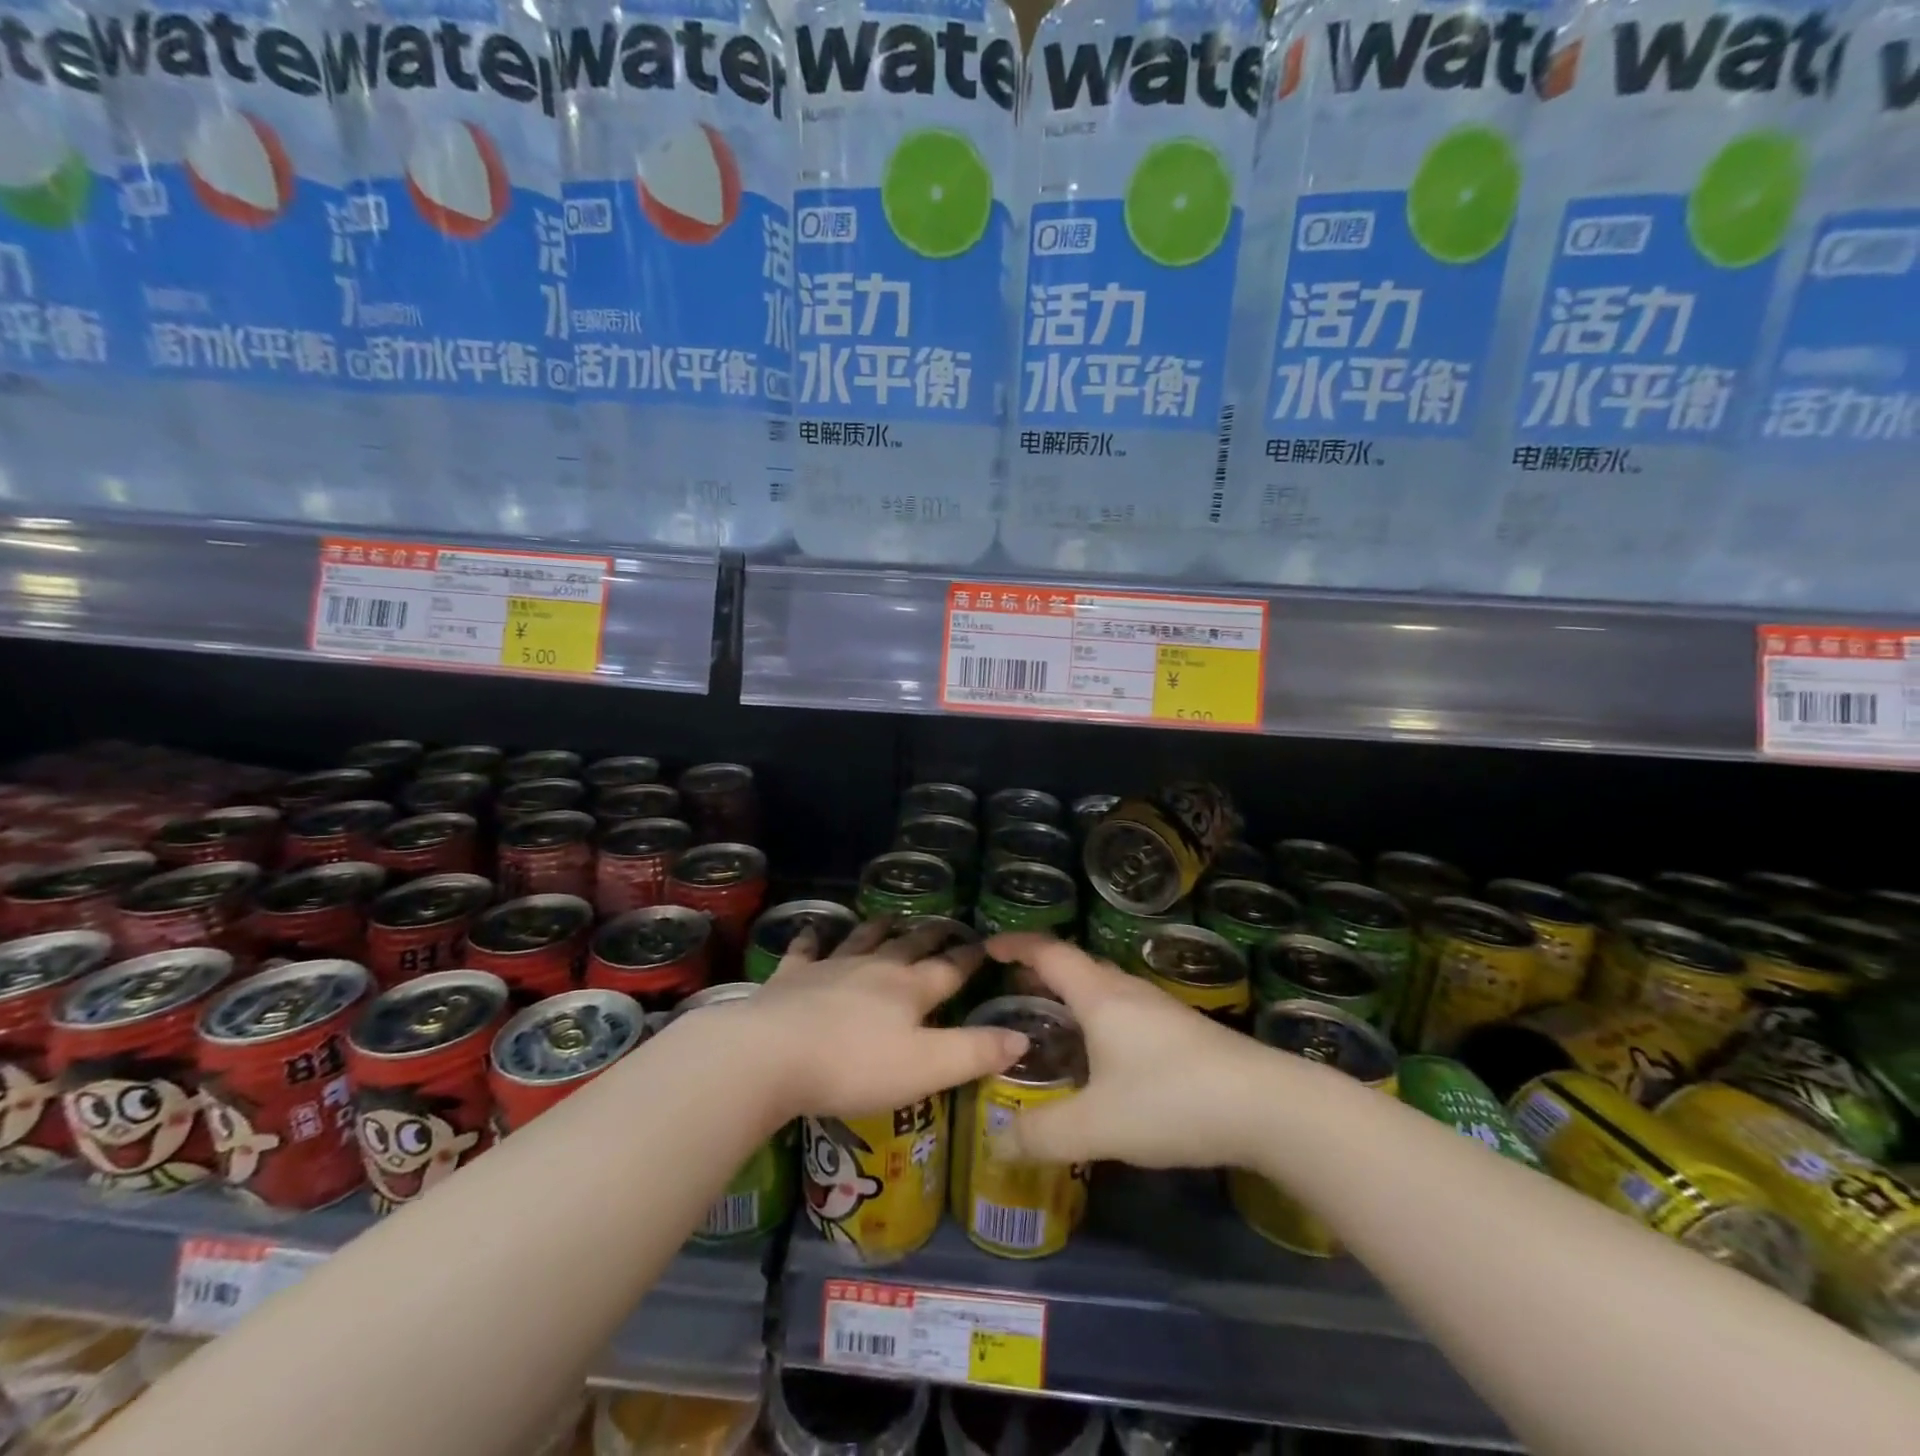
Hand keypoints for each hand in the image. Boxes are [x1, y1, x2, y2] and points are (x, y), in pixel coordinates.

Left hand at [735, 918, 1026, 1120]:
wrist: (772, 1054)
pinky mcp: (791, 977)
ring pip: (862, 939)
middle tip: (943, 924)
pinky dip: (812, 940)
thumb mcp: (927, 1068)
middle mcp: (874, 968)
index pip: (950, 968)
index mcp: (910, 990)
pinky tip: (812, 932)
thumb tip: (1023, 1037)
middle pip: (908, 946)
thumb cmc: (855, 1066)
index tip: (986, 943)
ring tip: (890, 917)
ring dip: (879, 928)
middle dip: (929, 936)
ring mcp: (830, 968)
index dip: (970, 957)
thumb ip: (976, 1052)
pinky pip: (805, 951)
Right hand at [985, 933, 1270, 1169]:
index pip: (1049, 953)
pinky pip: (1125, 1010)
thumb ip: (1043, 1134)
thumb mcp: (1098, 1125)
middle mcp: (1128, 992)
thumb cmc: (1173, 1100)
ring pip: (1104, 988)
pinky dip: (1098, 1015)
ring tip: (1050, 1018)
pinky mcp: (1183, 1032)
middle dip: (1041, 971)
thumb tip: (997, 1140)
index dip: (1016, 946)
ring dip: (1072, 993)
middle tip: (1011, 988)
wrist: (1269, 1107)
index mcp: (1100, 996)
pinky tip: (1103, 1053)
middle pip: (1077, 966)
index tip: (987, 947)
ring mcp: (1160, 1009)